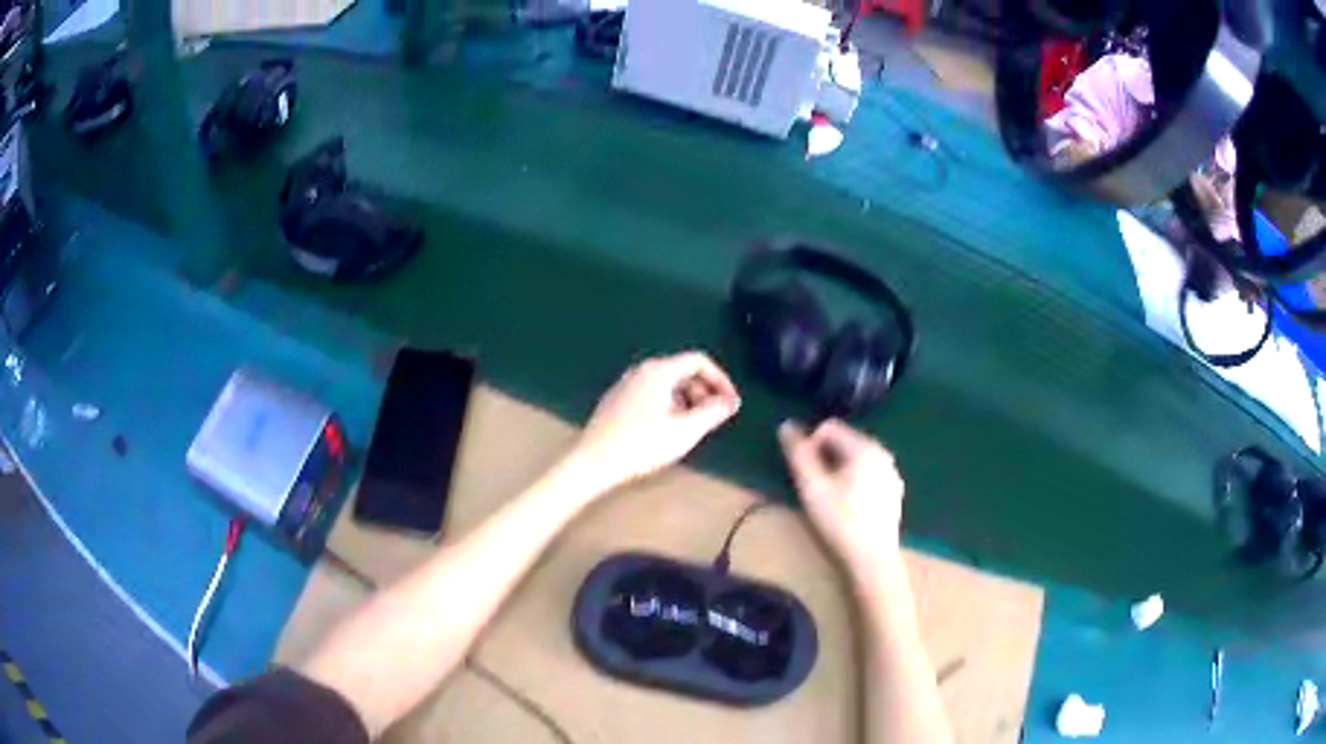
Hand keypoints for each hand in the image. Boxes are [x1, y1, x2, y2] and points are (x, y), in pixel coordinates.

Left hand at [571, 352, 740, 492]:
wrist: (593, 461)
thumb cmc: (642, 445)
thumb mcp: (685, 431)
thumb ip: (713, 413)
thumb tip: (730, 401)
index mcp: (659, 371)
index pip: (698, 361)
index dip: (720, 380)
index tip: (730, 403)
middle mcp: (641, 370)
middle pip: (682, 370)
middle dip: (703, 392)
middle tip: (713, 418)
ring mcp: (626, 384)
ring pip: (666, 384)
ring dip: (687, 401)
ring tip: (692, 428)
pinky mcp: (616, 400)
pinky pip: (651, 394)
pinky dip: (668, 406)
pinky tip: (666, 432)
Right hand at [778, 419, 904, 575]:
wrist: (872, 559)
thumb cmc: (840, 521)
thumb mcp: (812, 487)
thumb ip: (798, 454)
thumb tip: (786, 425)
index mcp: (865, 447)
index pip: (829, 427)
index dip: (810, 445)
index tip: (805, 473)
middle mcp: (883, 453)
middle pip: (844, 441)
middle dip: (825, 458)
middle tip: (815, 487)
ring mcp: (891, 473)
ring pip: (856, 458)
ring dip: (839, 470)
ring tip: (830, 498)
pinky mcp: (894, 491)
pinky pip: (868, 473)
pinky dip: (855, 481)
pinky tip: (849, 507)